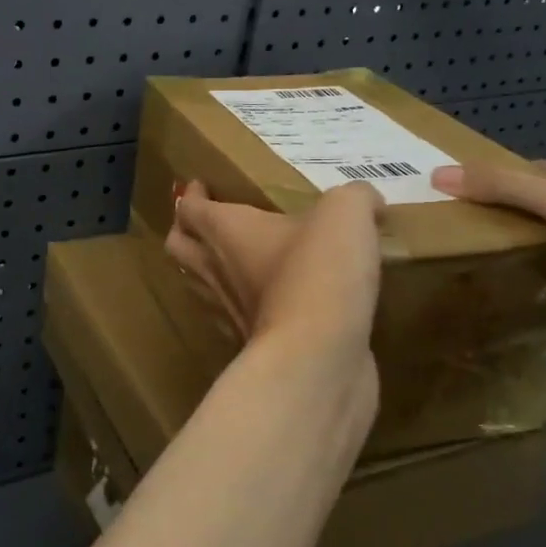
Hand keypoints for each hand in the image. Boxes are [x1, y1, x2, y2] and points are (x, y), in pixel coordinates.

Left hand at [164, 179, 384, 398]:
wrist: (317, 359)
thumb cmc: (317, 272)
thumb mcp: (345, 214)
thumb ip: (355, 198)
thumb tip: (367, 202)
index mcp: (225, 231)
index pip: (188, 209)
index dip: (191, 196)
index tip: (201, 187)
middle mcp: (216, 270)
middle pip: (178, 248)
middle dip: (185, 232)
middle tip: (207, 224)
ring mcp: (230, 313)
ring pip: (201, 285)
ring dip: (209, 271)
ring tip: (235, 261)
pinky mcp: (253, 346)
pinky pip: (236, 319)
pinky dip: (244, 308)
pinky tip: (272, 303)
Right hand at [430, 158, 545, 360]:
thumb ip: (500, 186)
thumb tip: (437, 175)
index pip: (543, 170)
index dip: (504, 178)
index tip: (464, 194)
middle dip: (509, 215)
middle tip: (463, 224)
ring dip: (523, 246)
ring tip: (474, 250)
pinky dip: (538, 273)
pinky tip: (507, 276)